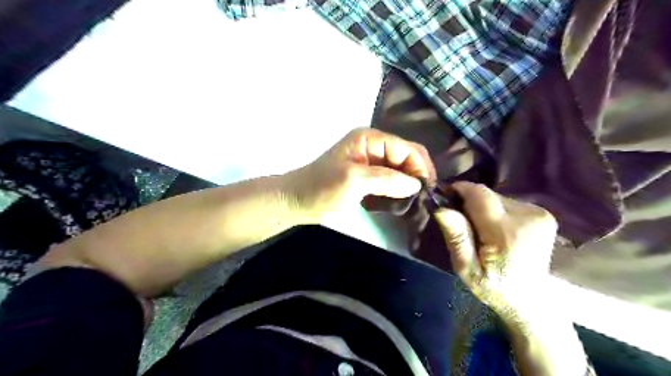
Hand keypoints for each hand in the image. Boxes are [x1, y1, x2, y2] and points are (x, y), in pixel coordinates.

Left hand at [285, 127, 437, 219]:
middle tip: (426, 197)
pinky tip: (403, 201)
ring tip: (418, 201)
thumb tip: (416, 185)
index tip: (428, 189)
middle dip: (417, 174)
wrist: (298, 201)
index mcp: (369, 139)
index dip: (420, 166)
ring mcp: (371, 162)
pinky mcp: (368, 177)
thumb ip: (386, 180)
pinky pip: (391, 180)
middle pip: (406, 156)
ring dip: (410, 183)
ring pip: (400, 169)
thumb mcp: (354, 180)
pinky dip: (399, 190)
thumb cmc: (322, 187)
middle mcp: (373, 146)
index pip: (405, 148)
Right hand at [433, 180, 559, 319]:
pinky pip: (508, 203)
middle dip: (470, 203)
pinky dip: (496, 212)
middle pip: (487, 194)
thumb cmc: (495, 289)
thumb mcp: (466, 269)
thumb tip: (441, 208)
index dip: (459, 189)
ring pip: (497, 197)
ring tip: (481, 231)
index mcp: (507, 232)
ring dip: (483, 208)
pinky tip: (496, 231)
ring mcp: (539, 214)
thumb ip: (457, 237)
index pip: (479, 194)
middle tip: (461, 223)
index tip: (445, 197)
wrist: (534, 302)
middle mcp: (527, 216)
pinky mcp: (543, 215)